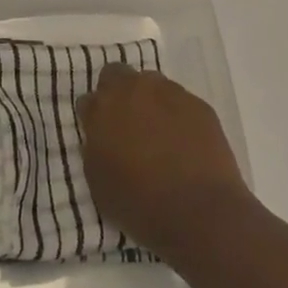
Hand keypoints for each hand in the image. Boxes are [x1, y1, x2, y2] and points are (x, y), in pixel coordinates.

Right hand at [76, 63, 250, 257]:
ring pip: (152, 84)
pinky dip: (178, 116)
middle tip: (127, 125)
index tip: (101, 135)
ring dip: (150, 101)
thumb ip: (96, 149)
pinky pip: (180, 102)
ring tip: (159, 134)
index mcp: (102, 109)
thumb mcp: (99, 183)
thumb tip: (103, 137)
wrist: (198, 211)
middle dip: (118, 94)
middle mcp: (133, 89)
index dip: (94, 118)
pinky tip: (184, 143)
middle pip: (118, 76)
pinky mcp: (198, 103)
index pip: (89, 100)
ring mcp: (169, 92)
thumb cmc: (139, 204)